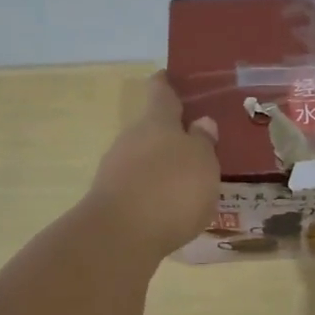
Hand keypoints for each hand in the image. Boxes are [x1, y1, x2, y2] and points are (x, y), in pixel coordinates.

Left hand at [85, 73, 220, 257]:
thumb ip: (203, 141)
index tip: (172, 77)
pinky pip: (139, 187)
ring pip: (144, 158)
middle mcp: (132, 138)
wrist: (119, 237)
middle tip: (199, 142)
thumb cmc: (171, 189)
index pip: (161, 91)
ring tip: (189, 180)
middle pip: (152, 128)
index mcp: (157, 121)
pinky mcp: (111, 200)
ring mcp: (116, 169)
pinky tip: (171, 208)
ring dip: (163, 165)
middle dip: (172, 134)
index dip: (167, 83)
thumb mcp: (202, 162)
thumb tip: (200, 122)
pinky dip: (154, 192)